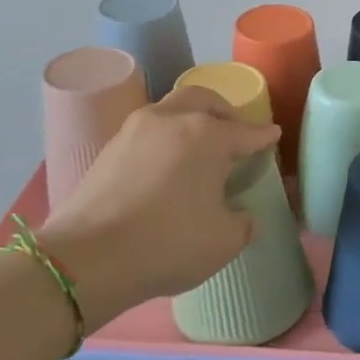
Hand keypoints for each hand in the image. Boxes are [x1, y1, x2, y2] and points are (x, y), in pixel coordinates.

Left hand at [38, 86, 279, 325]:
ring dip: (189, 121)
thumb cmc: (168, 244)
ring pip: (170, 110)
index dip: (263, 136)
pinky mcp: (107, 149)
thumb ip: (242, 222)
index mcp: (208, 135)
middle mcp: (172, 120)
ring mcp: (134, 131)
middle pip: (204, 99)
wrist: (86, 260)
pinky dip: (164, 140)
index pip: (246, 132)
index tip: (273, 136)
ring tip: (198, 148)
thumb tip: (241, 215)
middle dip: (224, 112)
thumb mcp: (225, 241)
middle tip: (234, 132)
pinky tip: (167, 166)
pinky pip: (147, 133)